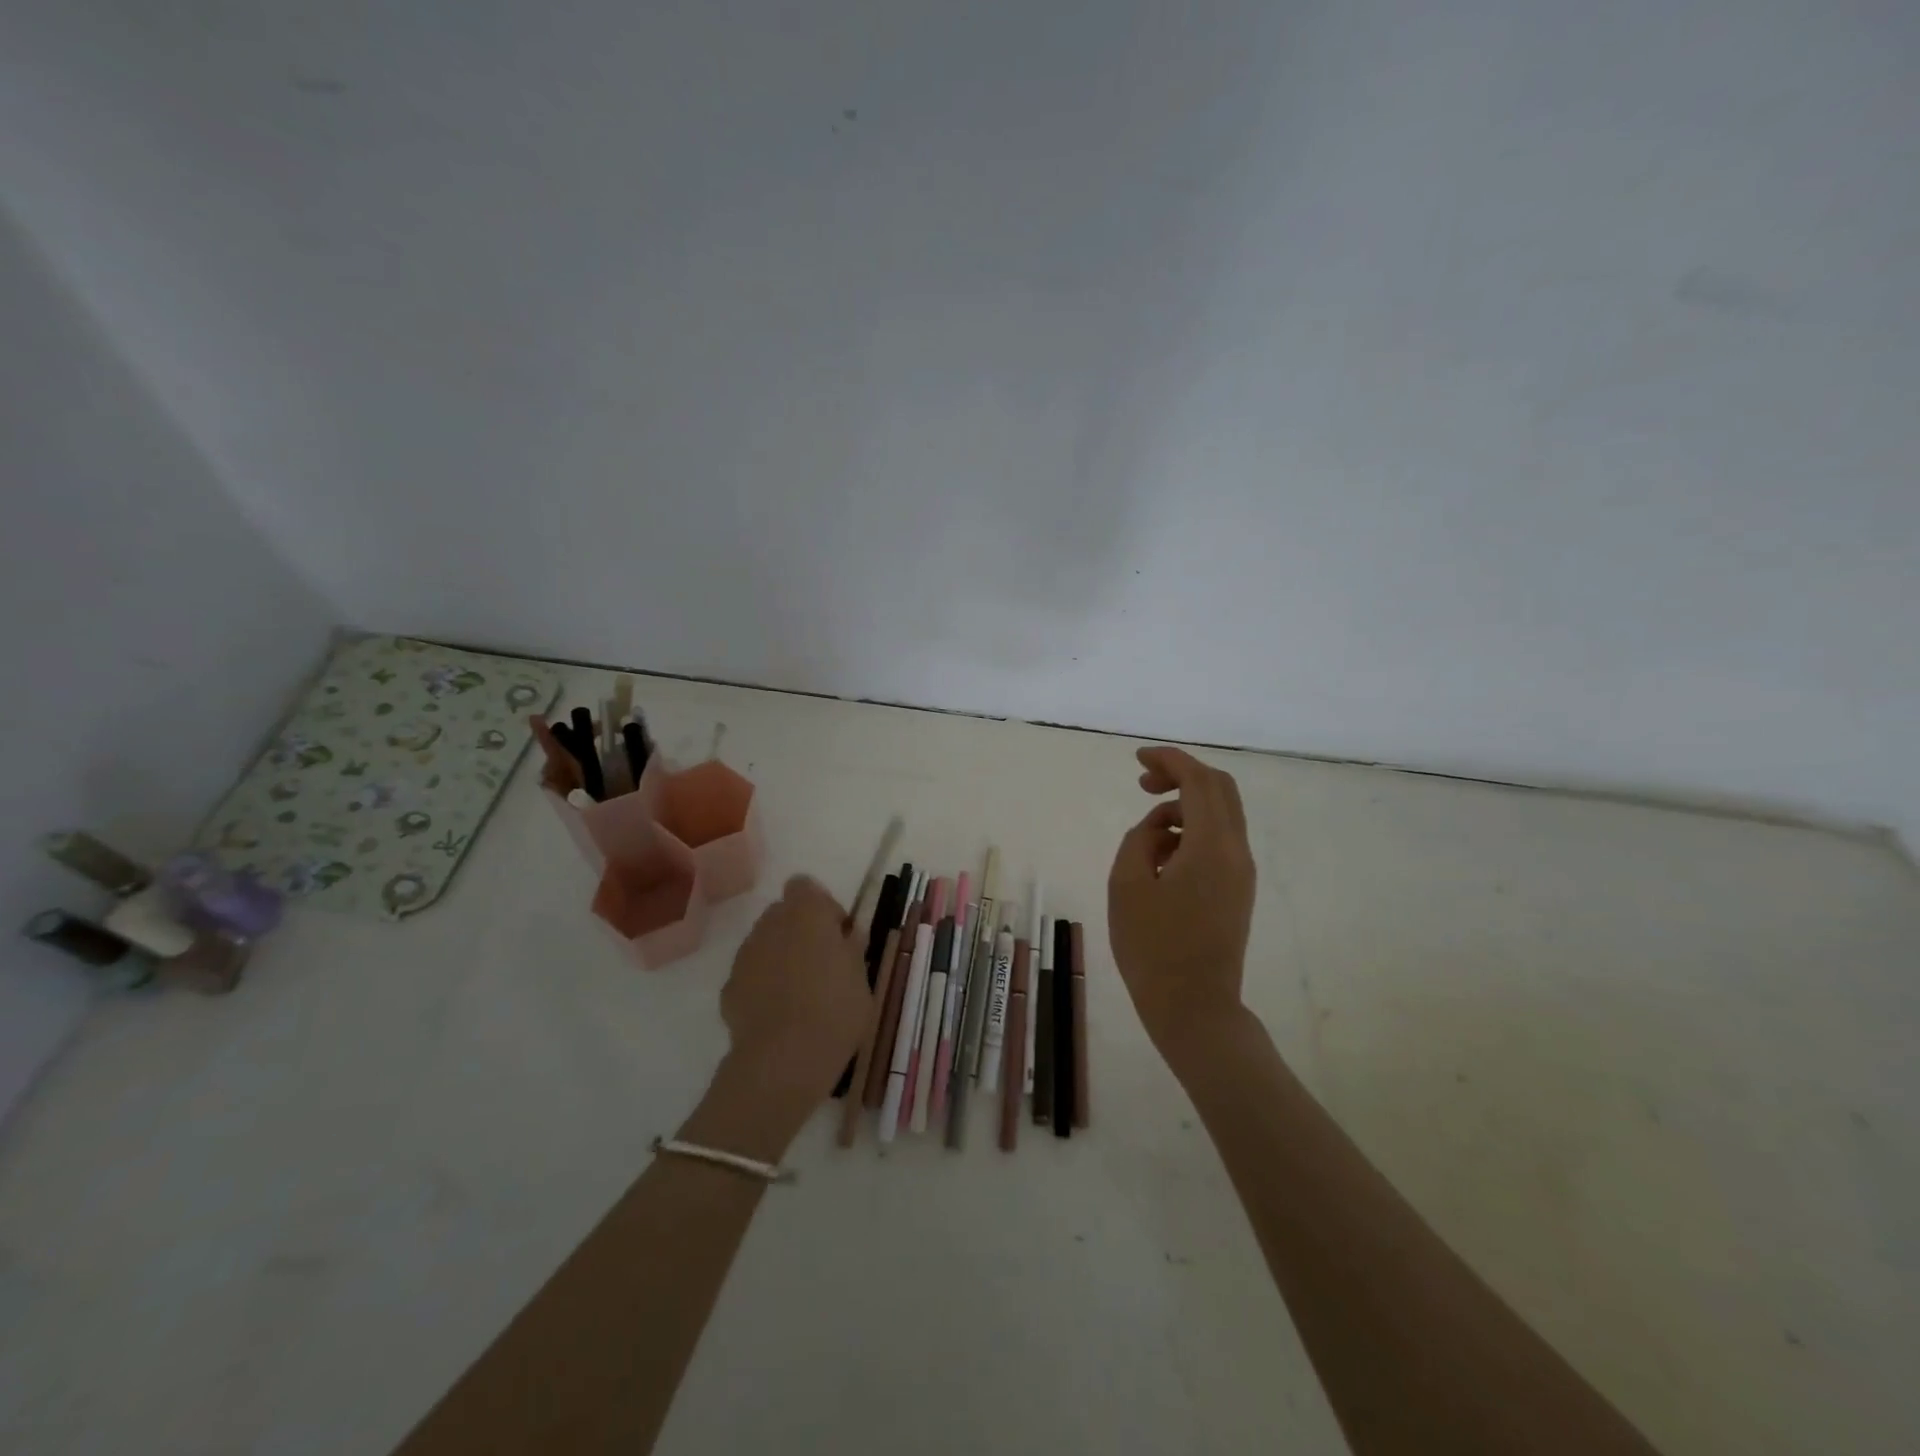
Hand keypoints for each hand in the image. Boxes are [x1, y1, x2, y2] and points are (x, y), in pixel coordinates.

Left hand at [717, 876, 871, 1109]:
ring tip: (800, 993)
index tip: (838, 935)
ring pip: (764, 943)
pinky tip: (778, 1014)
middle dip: (800, 930)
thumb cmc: (835, 1010)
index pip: (805, 886)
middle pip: (783, 913)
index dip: (822, 906)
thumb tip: (846, 935)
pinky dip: (762, 985)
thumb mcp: (861, 977)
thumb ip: (851, 949)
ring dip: (780, 956)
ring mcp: (745, 955)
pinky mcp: (729, 987)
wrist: (783, 1060)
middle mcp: (771, 924)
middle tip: (822, 964)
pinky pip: (750, 974)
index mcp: (806, 912)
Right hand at [1107, 746, 1256, 1067]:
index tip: (1138, 760)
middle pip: (1220, 789)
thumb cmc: (1153, 948)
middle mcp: (1235, 851)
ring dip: (1185, 805)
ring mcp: (1241, 872)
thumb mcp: (1127, 885)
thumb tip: (1158, 827)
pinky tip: (1162, 857)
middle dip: (1181, 775)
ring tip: (1145, 830)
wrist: (1194, 1008)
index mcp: (1210, 846)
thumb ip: (1140, 839)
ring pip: (1221, 814)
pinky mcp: (1238, 890)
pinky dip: (1192, 830)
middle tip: (1143, 784)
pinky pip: (1219, 841)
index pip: (1198, 781)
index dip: (1169, 760)